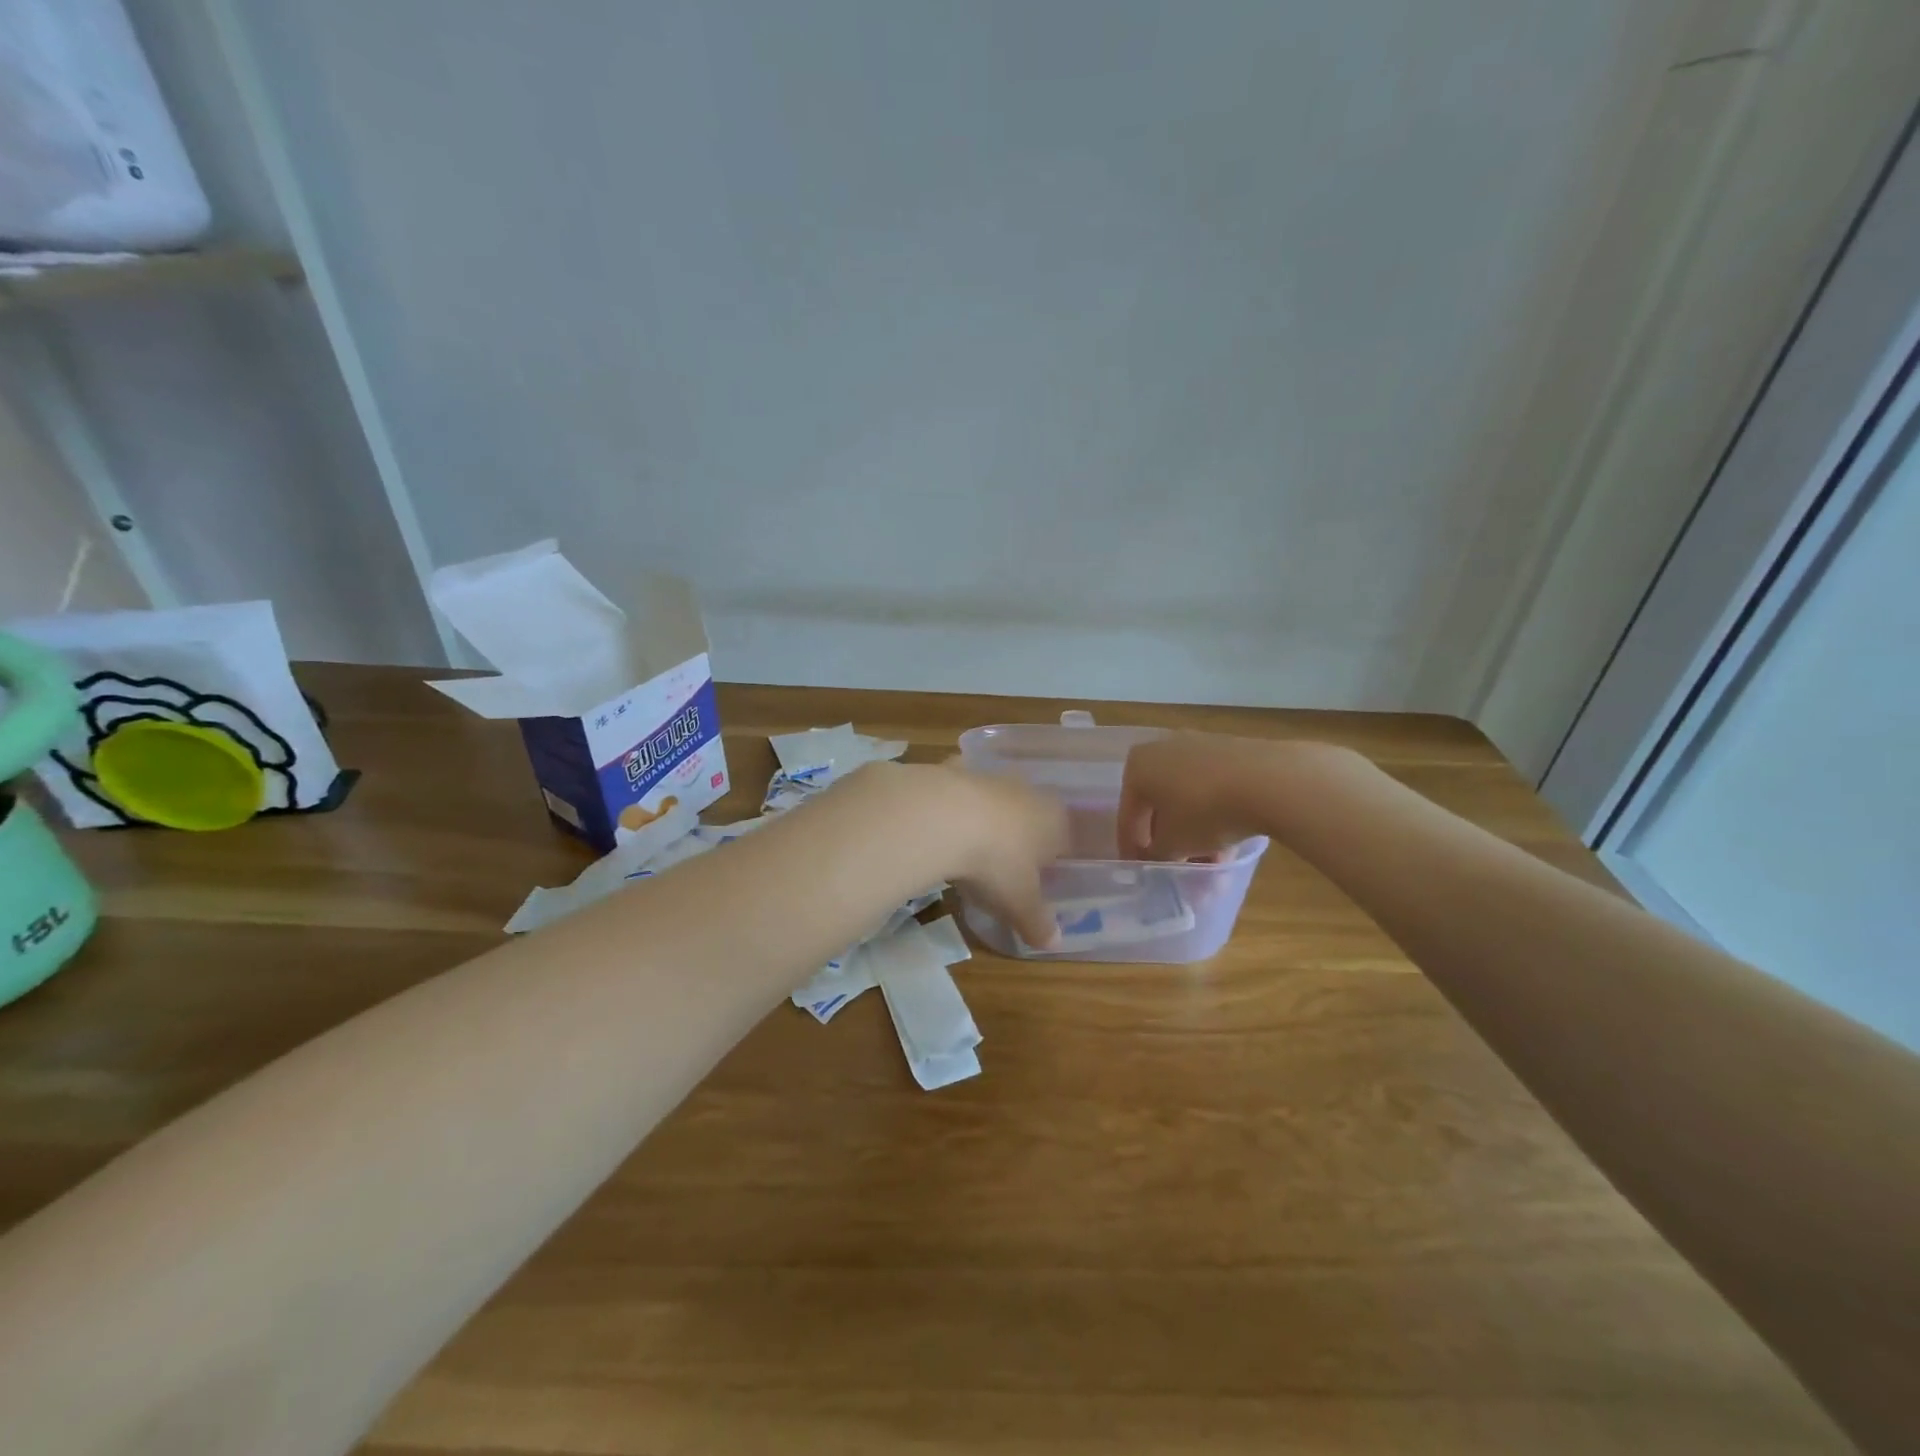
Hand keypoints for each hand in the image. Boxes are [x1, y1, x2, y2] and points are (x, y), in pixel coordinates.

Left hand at [879, 762, 1068, 948]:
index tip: (1037, 879)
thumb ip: (1038, 923)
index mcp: (1054, 819)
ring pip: (995, 797)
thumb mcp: (1019, 903)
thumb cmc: (996, 862)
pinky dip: (952, 802)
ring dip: (986, 817)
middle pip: (1030, 813)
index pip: (1063, 838)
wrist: (942, 818)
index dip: (1052, 859)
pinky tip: (939, 822)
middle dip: (1020, 835)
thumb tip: (1055, 944)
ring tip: (969, 846)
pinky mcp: (952, 768)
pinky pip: (957, 787)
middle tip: (1003, 864)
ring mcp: (989, 776)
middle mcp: (1027, 790)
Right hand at [1117, 733, 1296, 860]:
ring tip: (1210, 865)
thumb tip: (1156, 857)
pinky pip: (1214, 789)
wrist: (1270, 781)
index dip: (1131, 847)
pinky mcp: (1233, 752)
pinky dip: (1215, 816)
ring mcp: (1201, 746)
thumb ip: (1156, 854)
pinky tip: (1228, 844)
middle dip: (1169, 839)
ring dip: (1195, 833)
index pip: (1128, 814)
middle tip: (1177, 867)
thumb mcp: (1173, 844)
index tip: (1139, 870)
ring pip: (1190, 798)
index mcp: (1138, 765)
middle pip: (1160, 804)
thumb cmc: (1204, 811)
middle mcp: (1164, 748)